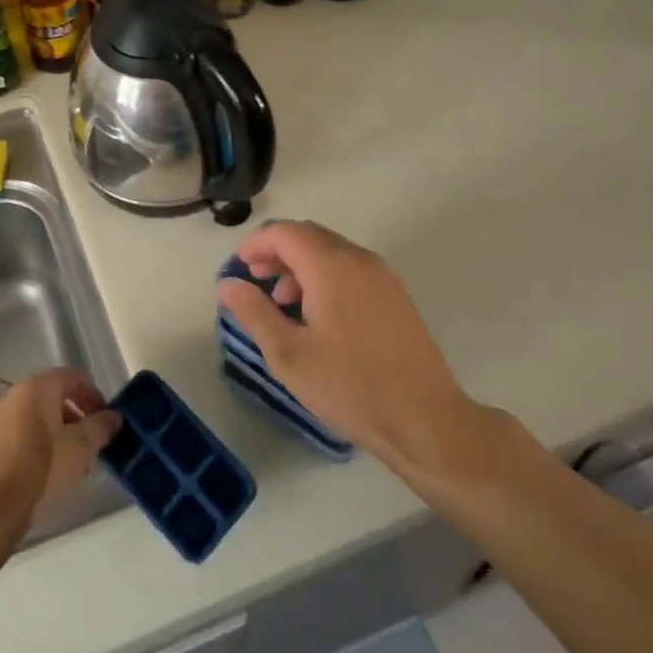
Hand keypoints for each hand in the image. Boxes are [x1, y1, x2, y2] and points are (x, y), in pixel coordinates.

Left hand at [0, 367, 120, 539]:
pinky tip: (40, 472)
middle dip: (73, 416)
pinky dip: (31, 444)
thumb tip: (113, 417)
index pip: (72, 377)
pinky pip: (14, 435)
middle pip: (50, 396)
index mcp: (35, 388)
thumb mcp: (80, 449)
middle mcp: (10, 394)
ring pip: (31, 417)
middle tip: (89, 443)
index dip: (93, 394)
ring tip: (67, 462)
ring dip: (53, 431)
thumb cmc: (39, 471)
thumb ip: (100, 427)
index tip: (105, 419)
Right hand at [216, 220, 470, 469]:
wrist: (425, 419)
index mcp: (331, 266)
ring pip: (331, 251)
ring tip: (283, 303)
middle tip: (255, 281)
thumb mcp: (289, 354)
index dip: (256, 244)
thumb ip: (254, 312)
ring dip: (300, 265)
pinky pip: (351, 268)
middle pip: (308, 235)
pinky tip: (318, 315)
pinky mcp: (395, 295)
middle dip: (277, 252)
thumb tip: (227, 284)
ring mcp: (382, 275)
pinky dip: (325, 276)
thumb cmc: (350, 386)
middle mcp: (359, 259)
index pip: (284, 232)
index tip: (238, 269)